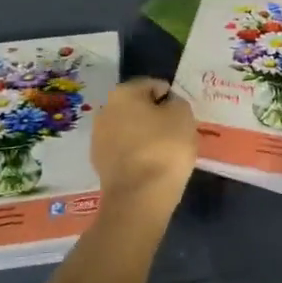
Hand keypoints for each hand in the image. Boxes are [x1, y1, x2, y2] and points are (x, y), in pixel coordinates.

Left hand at [91, 77, 195, 206]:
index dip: (171, 98)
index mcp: (123, 93)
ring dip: (144, 135)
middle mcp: (105, 110)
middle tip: (176, 133)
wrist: (140, 197)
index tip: (182, 116)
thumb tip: (168, 106)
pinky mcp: (99, 163)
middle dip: (155, 116)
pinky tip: (151, 166)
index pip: (153, 85)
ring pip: (129, 130)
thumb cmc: (165, 148)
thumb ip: (177, 102)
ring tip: (165, 152)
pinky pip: (124, 151)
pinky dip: (137, 154)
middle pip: (138, 107)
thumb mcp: (184, 115)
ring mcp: (98, 138)